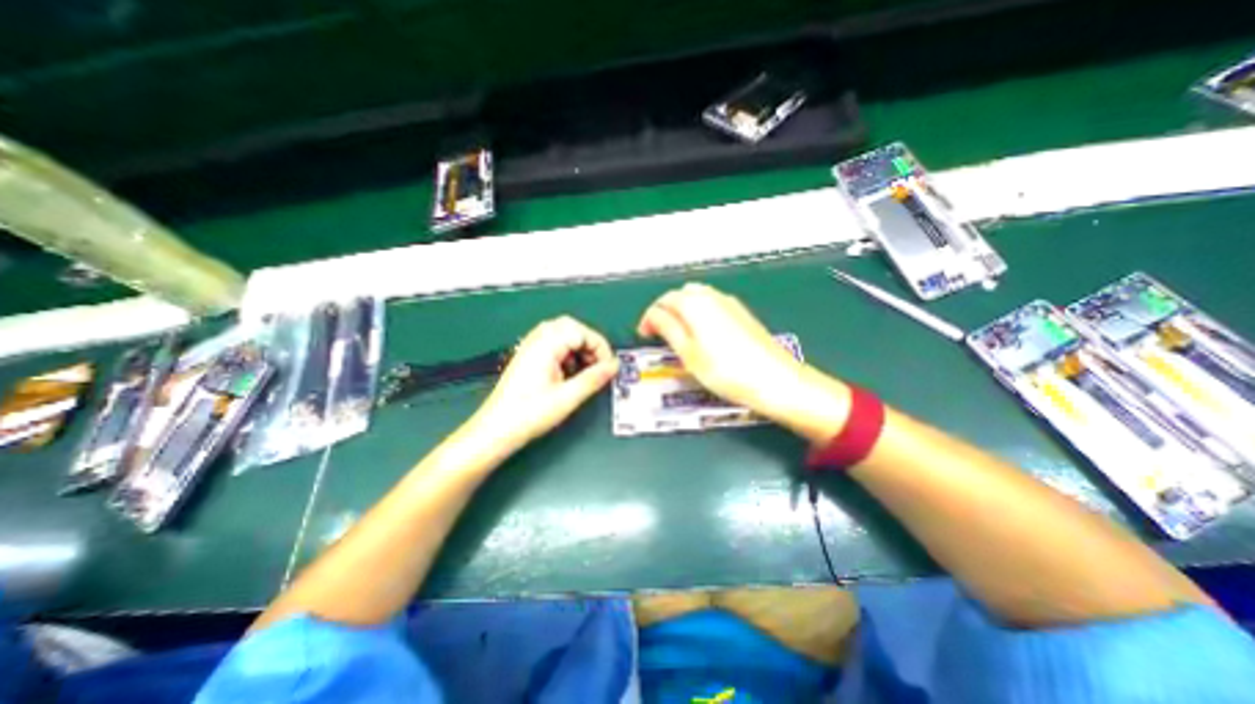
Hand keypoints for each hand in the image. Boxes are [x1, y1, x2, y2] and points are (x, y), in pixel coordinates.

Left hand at [466, 316, 616, 452]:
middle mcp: (537, 340)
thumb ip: (594, 379)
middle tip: (598, 365)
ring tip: (585, 371)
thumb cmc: (529, 414)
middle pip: (571, 327)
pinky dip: (568, 355)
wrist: (496, 430)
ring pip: (562, 335)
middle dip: (590, 344)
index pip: (581, 331)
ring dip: (579, 349)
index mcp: (545, 345)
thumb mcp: (567, 398)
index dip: (599, 347)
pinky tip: (569, 374)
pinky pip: (553, 345)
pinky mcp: (529, 357)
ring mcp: (531, 348)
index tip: (608, 367)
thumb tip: (614, 366)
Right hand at [639, 281, 851, 438]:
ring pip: (697, 298)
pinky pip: (712, 305)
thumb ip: (668, 329)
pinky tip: (702, 336)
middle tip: (659, 334)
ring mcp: (730, 303)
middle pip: (680, 295)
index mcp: (695, 303)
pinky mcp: (742, 314)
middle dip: (666, 311)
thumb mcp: (688, 353)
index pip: (662, 302)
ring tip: (679, 337)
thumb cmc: (726, 371)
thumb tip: (653, 316)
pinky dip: (699, 314)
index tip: (644, 335)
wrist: (776, 380)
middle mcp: (712, 296)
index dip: (649, 318)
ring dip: (682, 312)